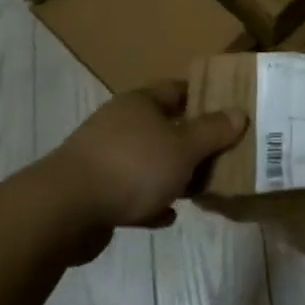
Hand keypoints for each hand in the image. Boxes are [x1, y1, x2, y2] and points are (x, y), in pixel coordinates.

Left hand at [49, 81, 247, 231]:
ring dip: (171, 174)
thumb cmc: (132, 167)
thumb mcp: (184, 148)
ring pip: (148, 161)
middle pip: (163, 126)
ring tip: (199, 188)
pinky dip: (150, 201)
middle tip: (221, 155)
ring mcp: (103, 157)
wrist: (65, 210)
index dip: (204, 97)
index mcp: (140, 104)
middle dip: (191, 141)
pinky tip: (167, 216)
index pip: (177, 89)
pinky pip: (131, 192)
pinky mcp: (93, 191)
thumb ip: (213, 132)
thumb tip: (239, 113)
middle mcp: (119, 124)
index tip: (229, 111)